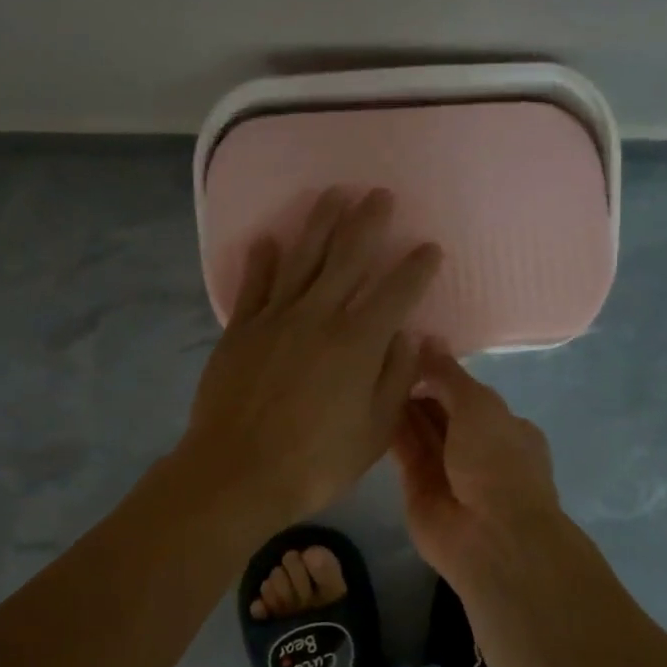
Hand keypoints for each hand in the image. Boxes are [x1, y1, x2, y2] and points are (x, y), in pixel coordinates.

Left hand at [181, 189, 441, 530]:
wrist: (236, 472)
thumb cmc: (314, 462)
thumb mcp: (373, 432)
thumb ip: (395, 379)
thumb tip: (414, 336)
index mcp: (357, 343)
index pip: (396, 292)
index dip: (416, 267)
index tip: (430, 247)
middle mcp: (318, 317)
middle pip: (347, 257)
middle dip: (368, 222)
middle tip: (380, 194)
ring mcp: (274, 319)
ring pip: (301, 258)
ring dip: (320, 222)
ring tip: (334, 194)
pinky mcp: (240, 330)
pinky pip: (253, 284)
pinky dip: (262, 259)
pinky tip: (268, 238)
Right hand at [390, 343, 568, 585]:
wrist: (489, 535)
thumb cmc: (496, 461)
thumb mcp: (479, 405)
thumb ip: (449, 374)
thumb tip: (427, 338)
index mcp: (505, 427)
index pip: (469, 394)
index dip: (442, 372)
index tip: (410, 347)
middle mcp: (477, 448)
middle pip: (442, 411)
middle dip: (419, 387)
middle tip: (381, 356)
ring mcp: (448, 470)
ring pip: (420, 430)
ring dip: (401, 406)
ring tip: (369, 372)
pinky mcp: (418, 488)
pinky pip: (403, 452)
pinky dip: (390, 431)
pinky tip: (366, 404)